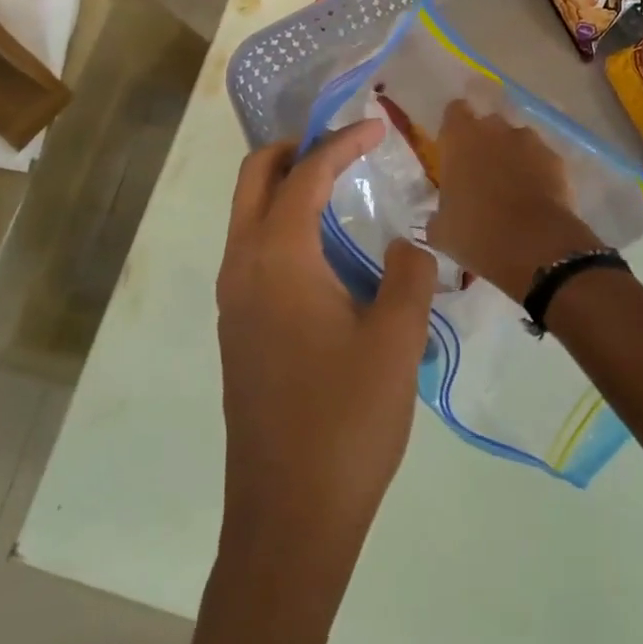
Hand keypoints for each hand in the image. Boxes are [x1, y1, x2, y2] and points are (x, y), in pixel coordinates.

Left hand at [216, 121, 437, 571]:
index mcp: (277, 258)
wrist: (289, 517)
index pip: (306, 174)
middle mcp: (242, 268)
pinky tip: (327, 251)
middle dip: (295, 149)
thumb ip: (409, 274)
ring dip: (285, 187)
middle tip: (343, 142)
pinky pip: (253, 252)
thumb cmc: (346, 420)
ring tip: (339, 186)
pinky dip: (282, 225)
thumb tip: (408, 244)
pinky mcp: (238, 331)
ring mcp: (233, 302)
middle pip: (254, 179)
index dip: (342, 142)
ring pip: (248, 216)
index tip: (378, 126)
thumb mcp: (396, 339)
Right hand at [429, 97, 600, 302]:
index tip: (453, 149)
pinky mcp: (556, 160)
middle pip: (489, 124)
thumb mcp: (441, 230)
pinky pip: (542, 160)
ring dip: (513, 156)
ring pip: (518, 141)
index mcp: (460, 138)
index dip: (455, 128)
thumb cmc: (476, 233)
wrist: (534, 246)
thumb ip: (438, 215)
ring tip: (512, 188)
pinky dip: (538, 173)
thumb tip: (439, 219)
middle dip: (486, 142)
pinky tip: (536, 199)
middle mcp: (496, 129)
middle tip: (481, 173)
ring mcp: (530, 142)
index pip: (455, 111)